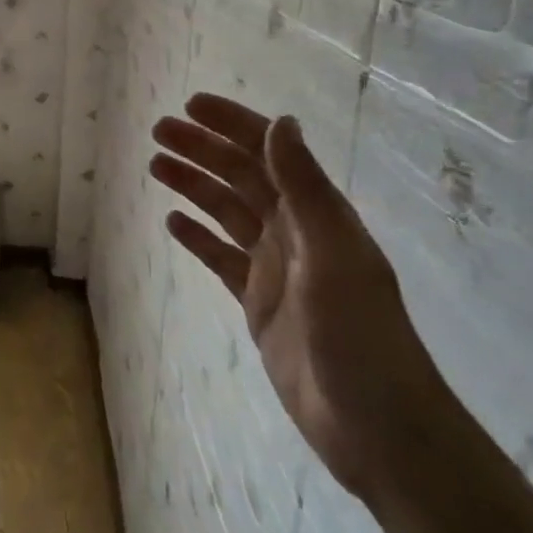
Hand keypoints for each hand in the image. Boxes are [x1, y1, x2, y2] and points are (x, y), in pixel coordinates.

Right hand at [150, 94, 455, 501]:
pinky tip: (173, 223)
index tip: (191, 106)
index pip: (268, 153)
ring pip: (226, 212)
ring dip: (193, 186)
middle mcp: (294, 231)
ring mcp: (275, 268)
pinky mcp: (259, 303)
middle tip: (158, 132)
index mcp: (316, 213)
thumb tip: (280, 122)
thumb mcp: (333, 254)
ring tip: (156, 165)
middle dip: (202, 150)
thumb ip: (305, 188)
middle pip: (240, 177)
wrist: (375, 426)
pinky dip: (199, 237)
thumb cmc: (359, 335)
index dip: (232, 125)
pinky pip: (221, 258)